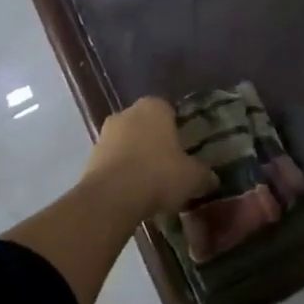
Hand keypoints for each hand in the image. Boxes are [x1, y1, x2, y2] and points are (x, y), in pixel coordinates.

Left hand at [85, 97, 216, 217]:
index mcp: (154, 107)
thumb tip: (212, 179)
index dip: (178, 129)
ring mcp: (105, 134)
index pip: (169, 111)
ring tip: (151, 183)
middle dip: (156, 142)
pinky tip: (132, 192)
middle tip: (170, 166)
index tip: (185, 149)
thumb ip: (204, 174)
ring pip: (127, 143)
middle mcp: (127, 113)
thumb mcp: (192, 177)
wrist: (112, 197)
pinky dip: (122, 172)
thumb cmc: (158, 174)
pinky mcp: (90, 157)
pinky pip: (113, 161)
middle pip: (146, 125)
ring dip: (136, 157)